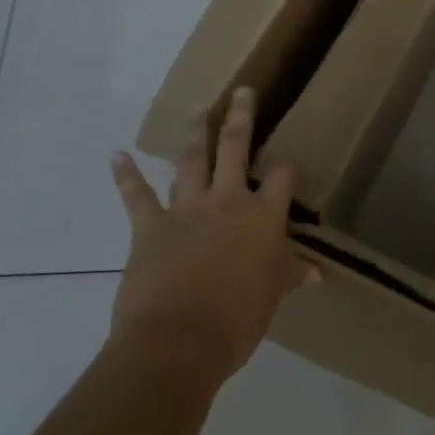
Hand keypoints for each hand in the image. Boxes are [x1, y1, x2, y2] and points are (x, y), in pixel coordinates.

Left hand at [108, 86, 318, 382]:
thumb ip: (290, 276)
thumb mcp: (273, 297)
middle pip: (236, 147)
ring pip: (191, 161)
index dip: (286, 169)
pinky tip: (117, 155)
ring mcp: (186, 209)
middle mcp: (228, 201)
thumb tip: (317, 274)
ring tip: (198, 110)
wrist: (178, 342)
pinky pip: (136, 196)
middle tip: (242, 92)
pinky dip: (125, 175)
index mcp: (263, 217)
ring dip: (194, 134)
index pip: (282, 177)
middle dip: (241, 117)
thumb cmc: (238, 320)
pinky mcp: (150, 227)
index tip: (286, 168)